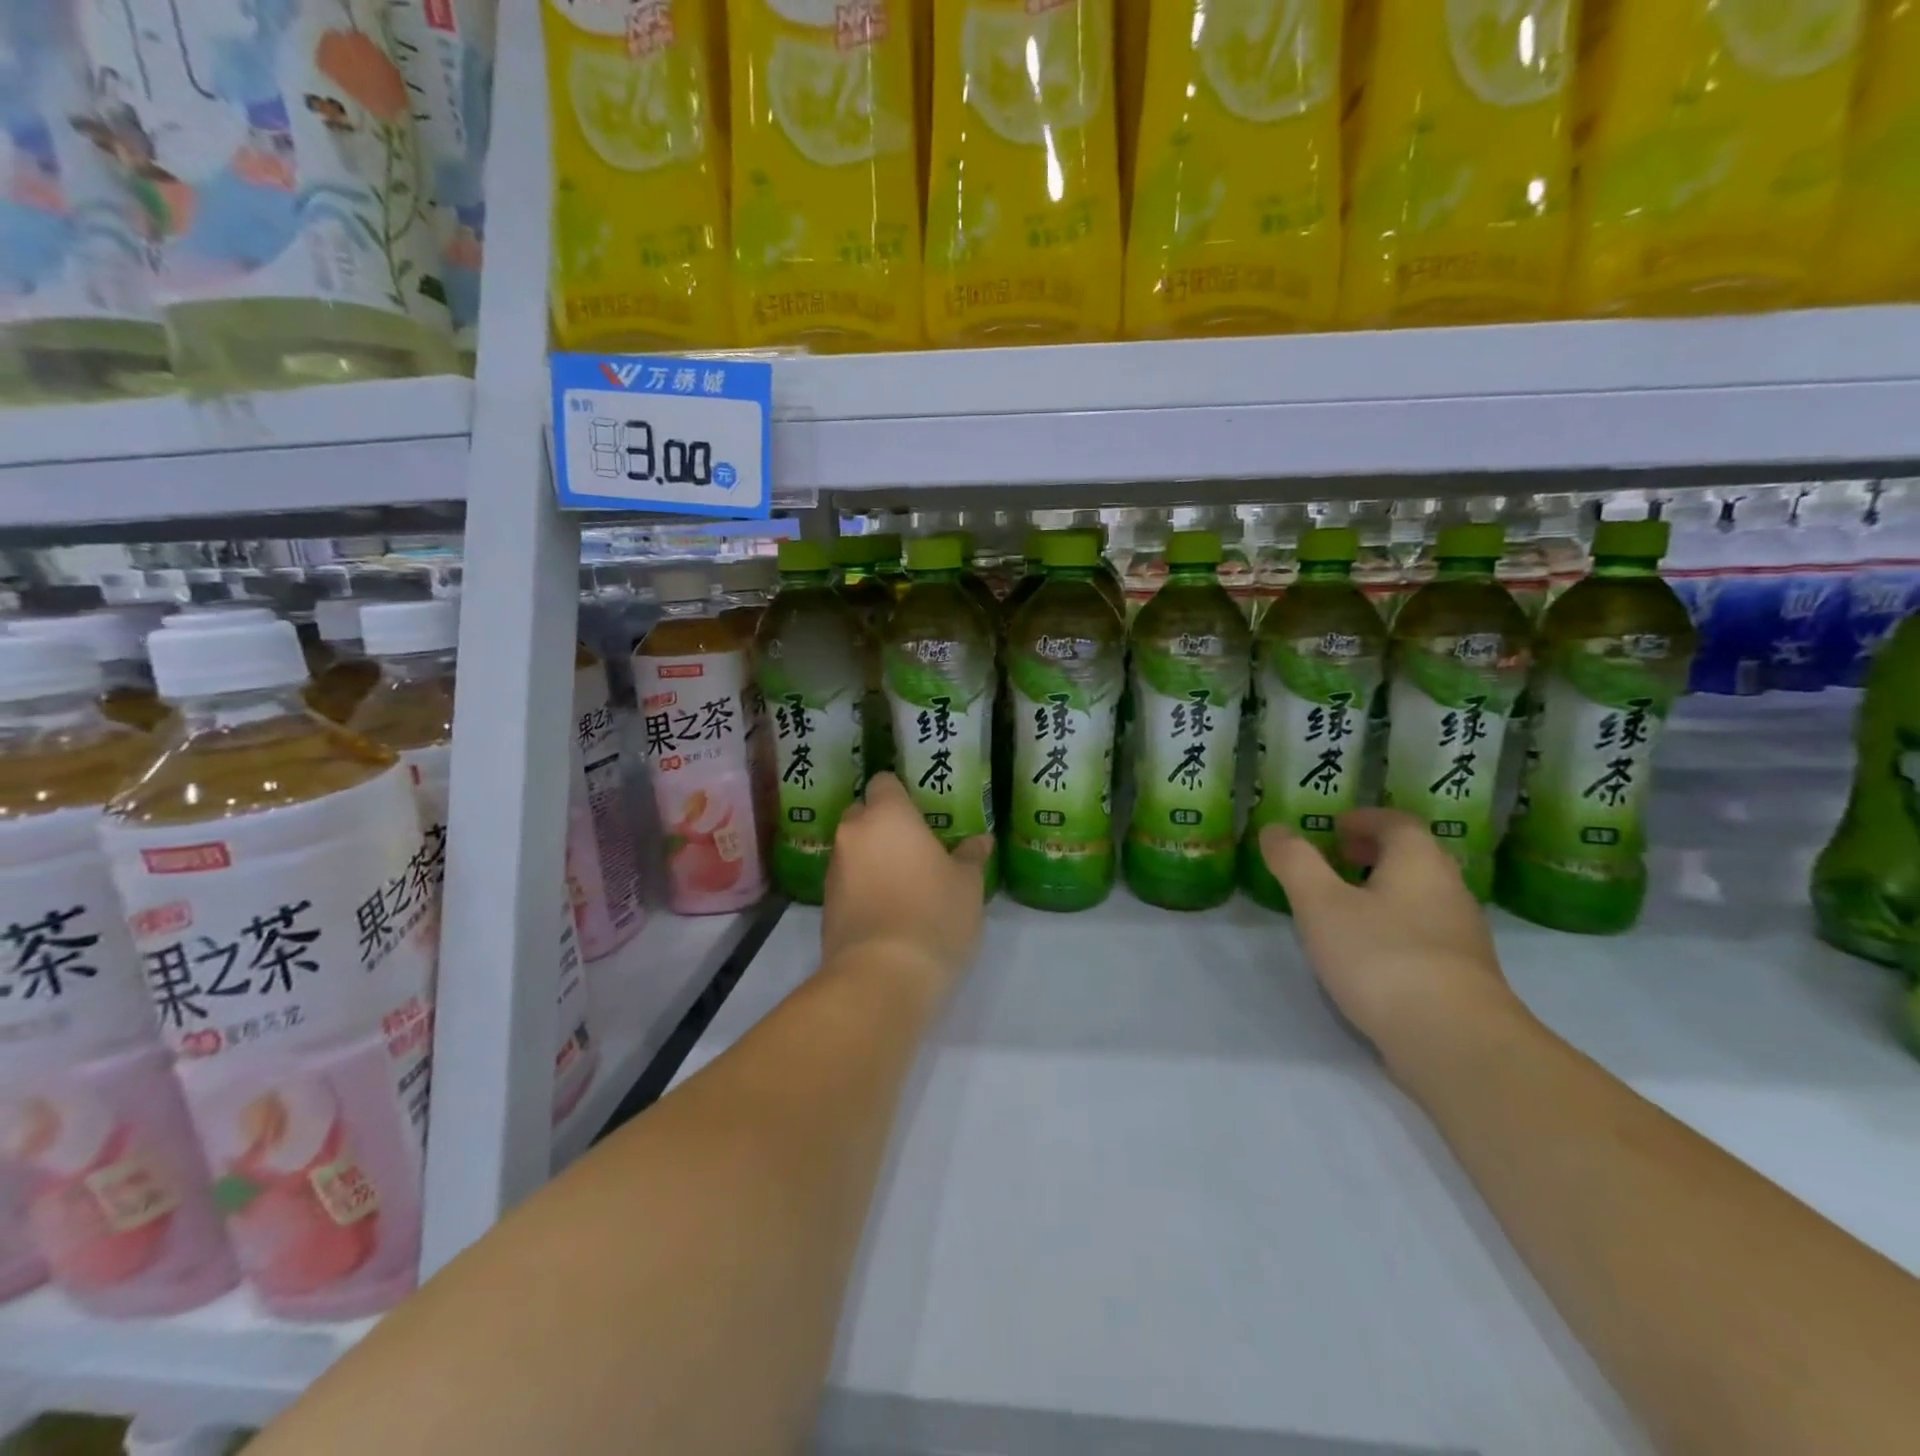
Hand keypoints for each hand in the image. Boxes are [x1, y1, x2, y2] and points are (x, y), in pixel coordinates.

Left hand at [822, 773, 992, 997]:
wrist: (882, 976)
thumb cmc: (934, 915)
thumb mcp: (967, 885)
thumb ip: (971, 856)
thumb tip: (982, 840)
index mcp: (888, 816)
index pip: (884, 782)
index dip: (901, 793)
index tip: (921, 810)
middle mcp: (853, 834)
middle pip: (863, 813)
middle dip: (883, 824)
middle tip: (915, 846)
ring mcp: (834, 870)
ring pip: (853, 849)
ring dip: (872, 857)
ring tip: (903, 882)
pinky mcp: (825, 905)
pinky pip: (846, 881)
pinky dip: (862, 886)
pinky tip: (887, 908)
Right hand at [1259, 809, 1524, 1073]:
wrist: (1454, 1041)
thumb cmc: (1380, 956)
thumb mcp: (1320, 904)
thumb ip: (1294, 862)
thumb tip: (1274, 829)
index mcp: (1418, 861)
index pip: (1397, 822)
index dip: (1364, 819)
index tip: (1335, 827)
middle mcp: (1449, 889)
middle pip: (1413, 857)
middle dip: (1374, 853)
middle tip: (1338, 859)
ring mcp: (1462, 935)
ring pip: (1421, 896)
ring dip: (1385, 890)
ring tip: (1345, 906)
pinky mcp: (1463, 975)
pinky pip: (1425, 932)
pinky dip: (1396, 926)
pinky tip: (1370, 952)